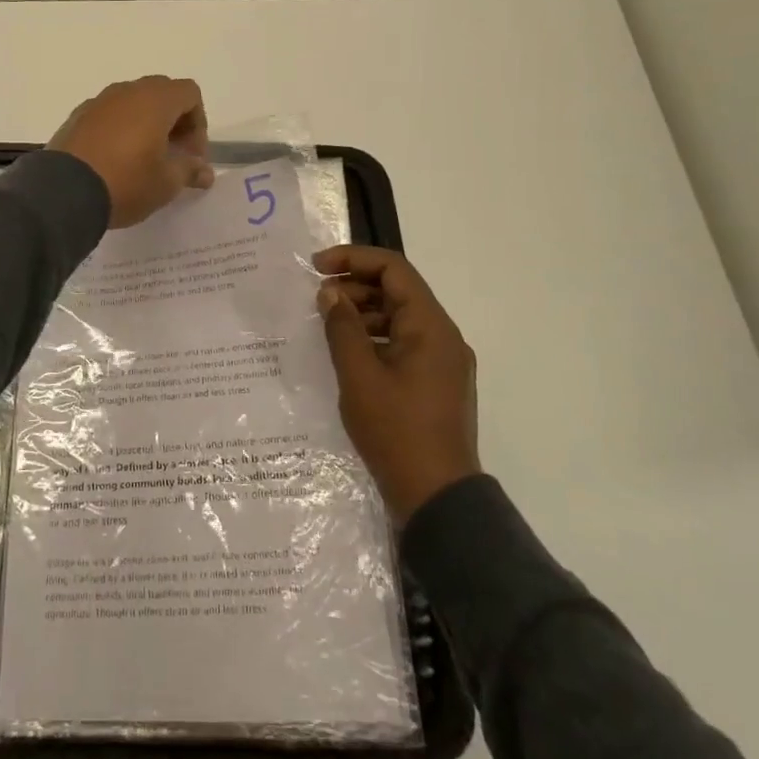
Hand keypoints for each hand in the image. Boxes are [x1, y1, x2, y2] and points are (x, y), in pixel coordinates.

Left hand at [49, 76, 213, 228]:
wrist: (62, 192)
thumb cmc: (126, 182)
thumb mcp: (166, 183)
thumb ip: (190, 171)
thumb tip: (205, 172)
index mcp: (155, 100)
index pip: (189, 93)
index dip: (198, 124)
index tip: (191, 156)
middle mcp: (126, 91)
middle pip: (162, 93)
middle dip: (174, 122)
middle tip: (172, 157)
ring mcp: (98, 102)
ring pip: (133, 103)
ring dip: (146, 125)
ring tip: (143, 160)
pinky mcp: (77, 117)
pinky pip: (109, 115)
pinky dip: (120, 130)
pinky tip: (114, 161)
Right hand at [316, 246, 479, 523]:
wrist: (438, 499)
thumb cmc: (397, 432)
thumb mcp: (359, 376)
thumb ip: (343, 328)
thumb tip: (330, 293)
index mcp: (430, 327)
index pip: (394, 269)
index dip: (353, 259)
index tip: (316, 267)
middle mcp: (443, 336)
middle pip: (398, 291)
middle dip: (355, 286)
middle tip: (317, 300)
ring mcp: (442, 362)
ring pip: (399, 318)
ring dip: (363, 313)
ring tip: (327, 326)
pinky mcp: (435, 383)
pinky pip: (403, 344)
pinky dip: (374, 339)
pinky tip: (347, 354)